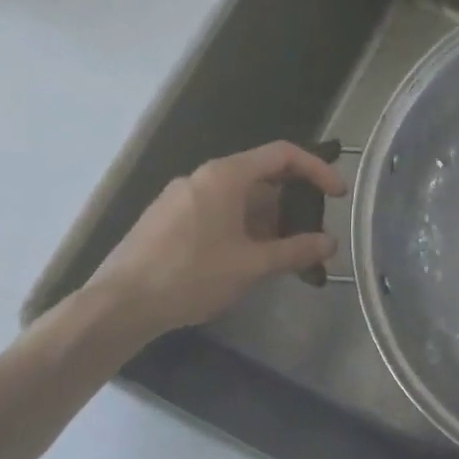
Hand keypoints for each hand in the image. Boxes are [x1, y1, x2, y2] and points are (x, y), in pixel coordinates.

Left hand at [85, 142, 345, 345]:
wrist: (119, 304)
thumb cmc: (192, 275)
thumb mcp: (251, 265)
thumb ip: (295, 251)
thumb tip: (329, 243)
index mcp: (225, 176)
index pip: (283, 155)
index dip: (317, 169)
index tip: (338, 194)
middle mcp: (202, 177)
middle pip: (261, 176)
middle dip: (293, 204)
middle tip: (312, 234)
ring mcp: (181, 197)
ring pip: (238, 198)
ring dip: (269, 221)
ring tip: (285, 255)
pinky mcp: (168, 219)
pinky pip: (217, 212)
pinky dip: (243, 228)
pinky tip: (248, 261)